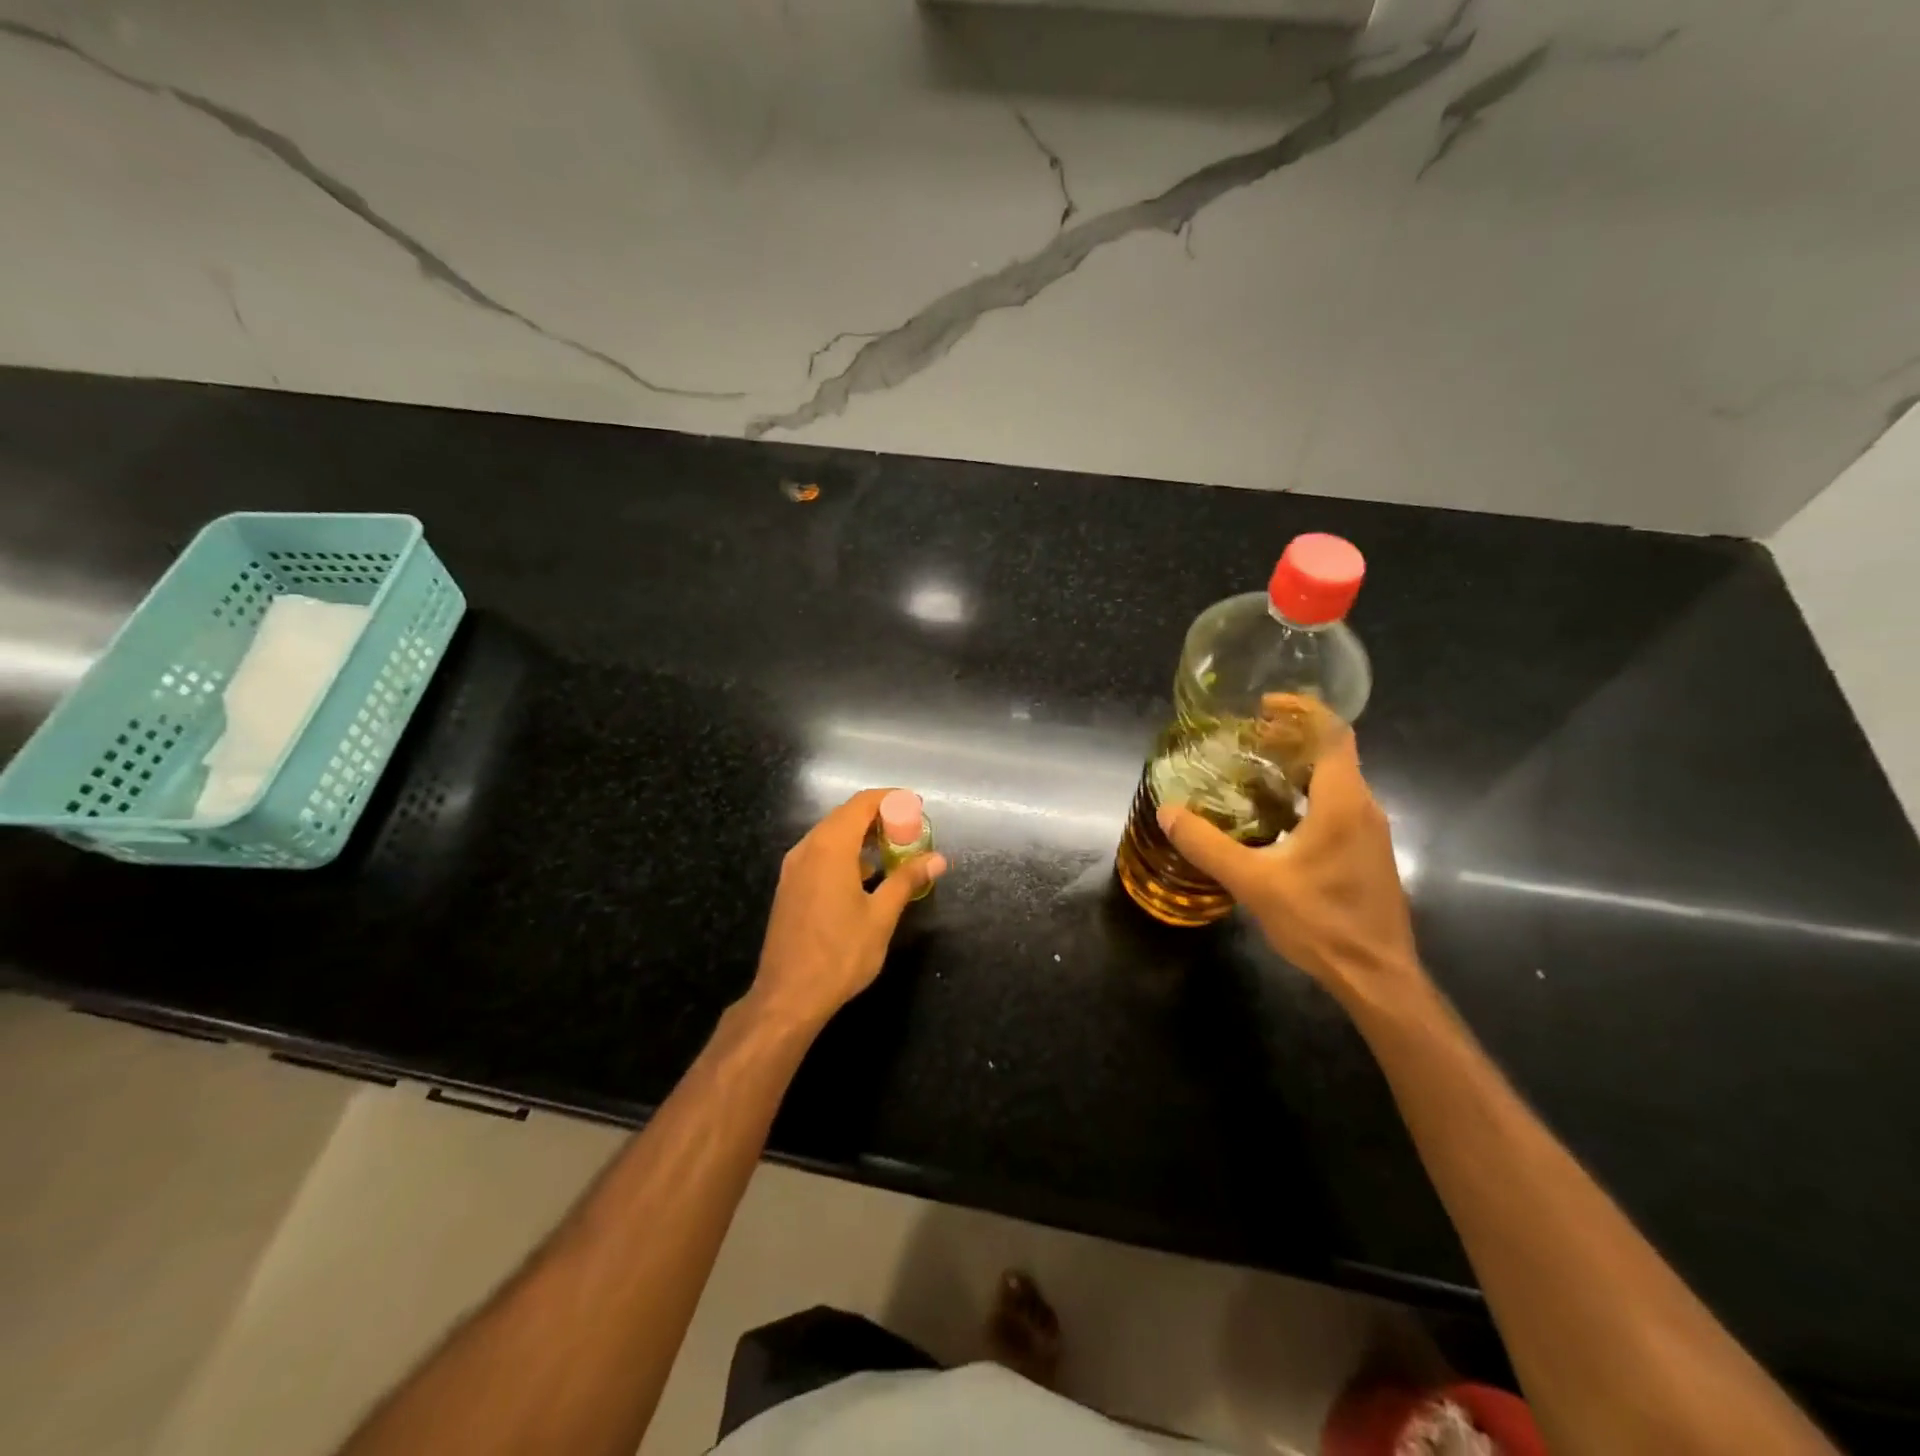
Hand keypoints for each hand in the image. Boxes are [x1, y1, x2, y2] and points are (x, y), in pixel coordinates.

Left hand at [748, 788, 946, 1031]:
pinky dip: (845, 853)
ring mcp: (794, 868)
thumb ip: (907, 880)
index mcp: (830, 848)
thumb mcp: (881, 916)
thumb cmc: (840, 954)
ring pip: (830, 834)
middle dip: (879, 816)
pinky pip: (820, 854)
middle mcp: (807, 849)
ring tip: (893, 849)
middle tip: (909, 830)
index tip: (916, 806)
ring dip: (861, 835)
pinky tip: (865, 874)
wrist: (788, 996)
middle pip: (845, 815)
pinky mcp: (790, 887)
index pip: (862, 804)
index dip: (891, 799)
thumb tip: (937, 859)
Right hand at [1156, 716, 1423, 1014]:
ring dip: (1298, 768)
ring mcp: (1370, 832)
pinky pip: (1339, 805)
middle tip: (1246, 739)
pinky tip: (1275, 818)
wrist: (1377, 977)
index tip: (1264, 705)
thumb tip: (1168, 812)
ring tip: (1253, 771)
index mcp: (1343, 802)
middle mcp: (1364, 808)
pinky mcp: (1368, 854)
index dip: (1301, 710)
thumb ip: (1208, 845)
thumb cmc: (1321, 922)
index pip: (1332, 733)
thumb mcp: (1254, 882)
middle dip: (1291, 738)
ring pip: (1337, 781)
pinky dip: (1307, 794)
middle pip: (1333, 752)